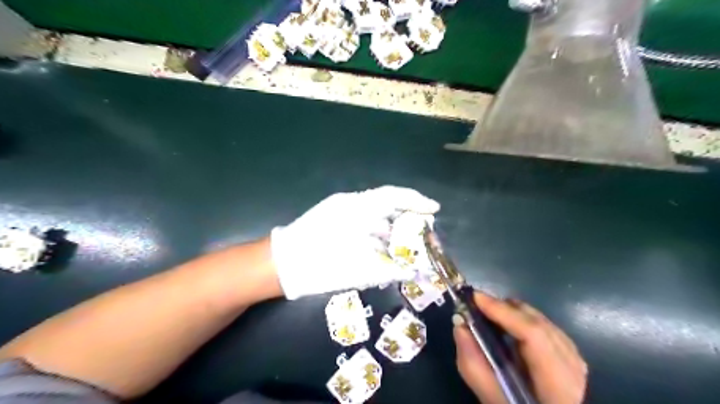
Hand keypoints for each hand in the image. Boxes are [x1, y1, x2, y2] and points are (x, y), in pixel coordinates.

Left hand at [271, 187, 438, 298]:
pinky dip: (375, 232)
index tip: (435, 209)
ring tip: (407, 244)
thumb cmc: (321, 266)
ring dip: (391, 227)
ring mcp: (339, 209)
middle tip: (424, 231)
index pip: (393, 196)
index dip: (416, 201)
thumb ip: (389, 269)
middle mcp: (350, 204)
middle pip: (386, 204)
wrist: (283, 265)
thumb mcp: (359, 271)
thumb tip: (414, 271)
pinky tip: (383, 246)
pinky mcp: (332, 219)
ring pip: (374, 214)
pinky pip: (361, 220)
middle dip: (407, 217)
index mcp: (358, 208)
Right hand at [455, 293, 583, 403]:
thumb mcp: (491, 399)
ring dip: (513, 313)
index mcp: (557, 385)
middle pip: (537, 322)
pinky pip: (545, 327)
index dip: (503, 312)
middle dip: (505, 308)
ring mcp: (576, 361)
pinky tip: (508, 326)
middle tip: (477, 305)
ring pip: (542, 321)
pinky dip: (523, 320)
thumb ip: (474, 365)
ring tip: (489, 313)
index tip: (475, 298)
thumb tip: (460, 326)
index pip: (533, 334)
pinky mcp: (572, 357)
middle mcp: (573, 367)